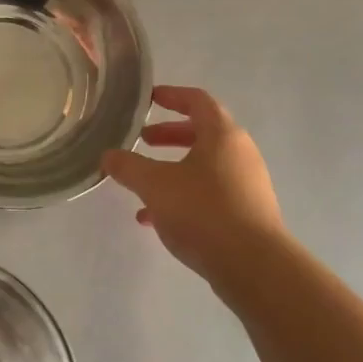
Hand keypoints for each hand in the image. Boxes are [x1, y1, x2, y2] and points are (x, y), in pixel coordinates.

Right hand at [103, 86, 288, 300]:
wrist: (254, 266)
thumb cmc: (203, 211)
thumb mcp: (155, 185)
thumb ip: (128, 167)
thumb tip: (108, 155)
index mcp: (222, 134)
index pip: (197, 100)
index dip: (171, 96)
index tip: (149, 99)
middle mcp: (240, 153)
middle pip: (202, 133)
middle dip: (169, 135)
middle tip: (143, 140)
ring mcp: (247, 183)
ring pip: (204, 166)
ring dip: (173, 168)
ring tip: (143, 184)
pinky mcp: (247, 212)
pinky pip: (211, 192)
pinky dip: (184, 195)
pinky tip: (156, 219)